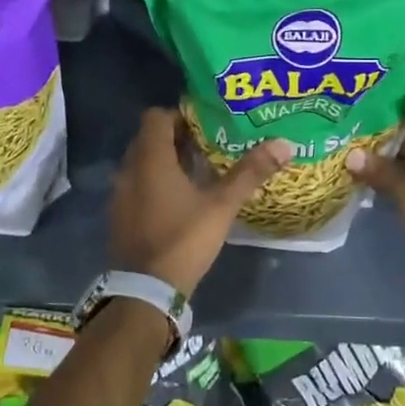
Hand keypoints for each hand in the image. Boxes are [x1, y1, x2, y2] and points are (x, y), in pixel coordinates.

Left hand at [109, 108, 291, 296]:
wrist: (146, 290)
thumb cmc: (184, 239)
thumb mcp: (221, 206)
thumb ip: (250, 173)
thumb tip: (284, 143)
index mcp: (151, 160)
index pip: (156, 117)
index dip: (179, 115)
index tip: (205, 123)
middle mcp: (129, 170)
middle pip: (149, 138)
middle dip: (176, 137)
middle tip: (208, 144)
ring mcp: (121, 194)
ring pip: (142, 163)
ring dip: (165, 161)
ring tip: (198, 169)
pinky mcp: (120, 215)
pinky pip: (137, 184)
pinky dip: (155, 182)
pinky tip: (180, 198)